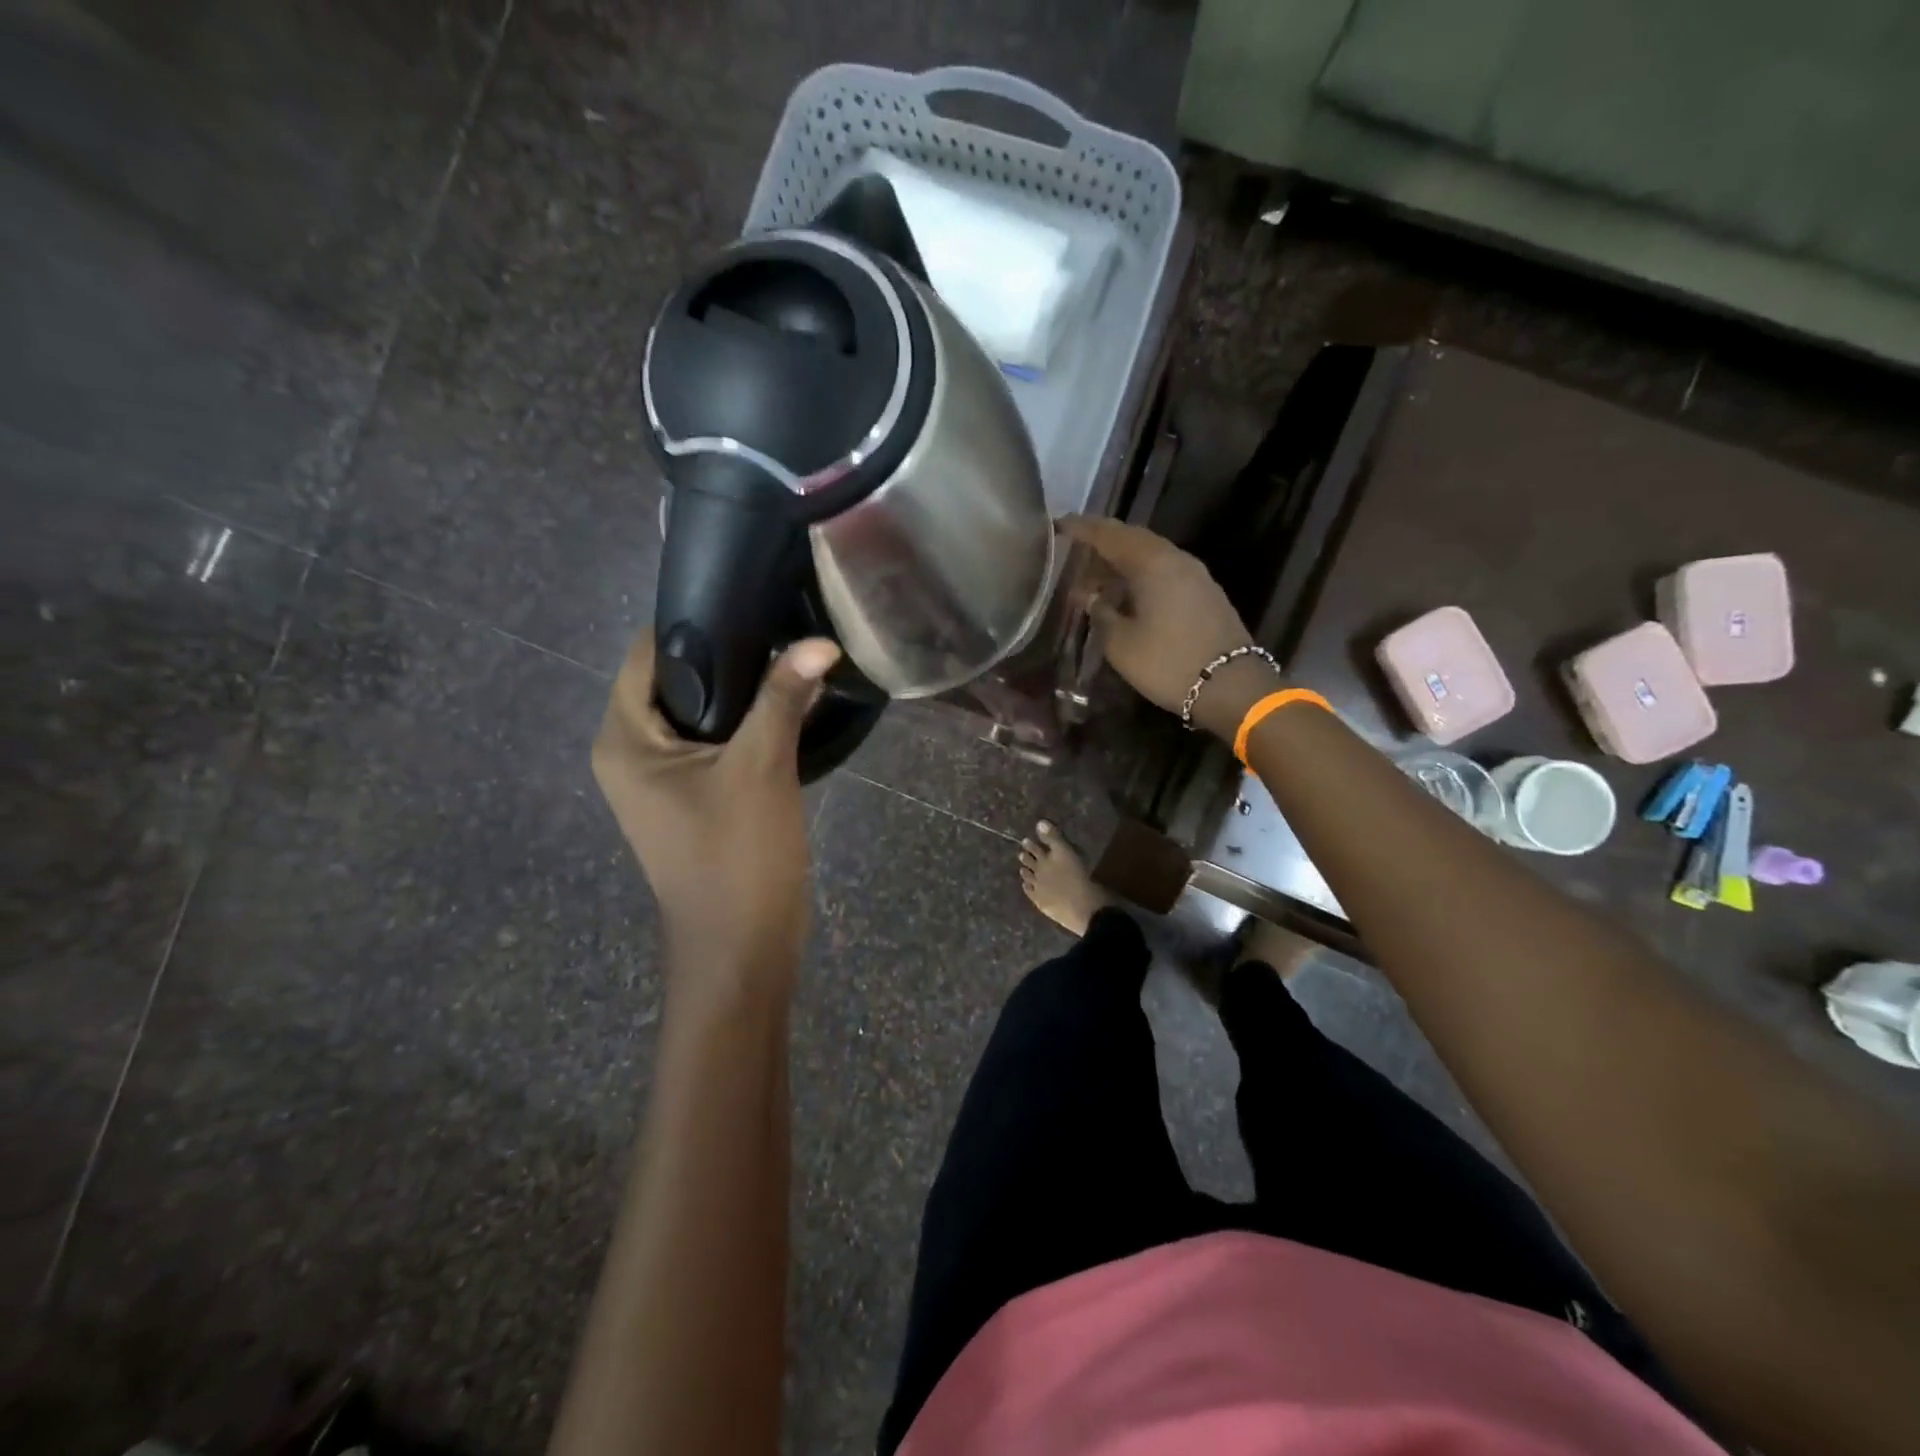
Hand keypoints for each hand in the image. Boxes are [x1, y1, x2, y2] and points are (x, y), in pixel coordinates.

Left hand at [593, 633, 839, 985]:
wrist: (742, 948)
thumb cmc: (735, 857)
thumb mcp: (760, 768)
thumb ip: (783, 698)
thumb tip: (819, 642)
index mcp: (624, 741)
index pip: (646, 655)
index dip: (693, 623)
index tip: (750, 600)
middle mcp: (631, 754)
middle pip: (675, 681)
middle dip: (727, 656)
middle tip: (781, 626)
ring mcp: (662, 781)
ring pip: (700, 714)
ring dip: (742, 691)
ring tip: (791, 657)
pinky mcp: (693, 800)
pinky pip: (715, 744)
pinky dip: (746, 724)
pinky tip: (789, 706)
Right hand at [1062, 515, 1281, 741]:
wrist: (1232, 687)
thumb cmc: (1168, 663)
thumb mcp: (1121, 643)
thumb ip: (1100, 613)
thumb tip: (1090, 596)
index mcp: (1152, 563)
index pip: (1109, 534)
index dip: (1082, 529)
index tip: (1058, 526)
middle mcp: (1175, 559)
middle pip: (1132, 540)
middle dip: (1101, 544)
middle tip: (1073, 555)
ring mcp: (1195, 575)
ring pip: (1150, 556)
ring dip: (1121, 563)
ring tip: (1094, 580)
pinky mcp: (1204, 593)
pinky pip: (1164, 572)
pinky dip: (1139, 576)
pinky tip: (1125, 595)